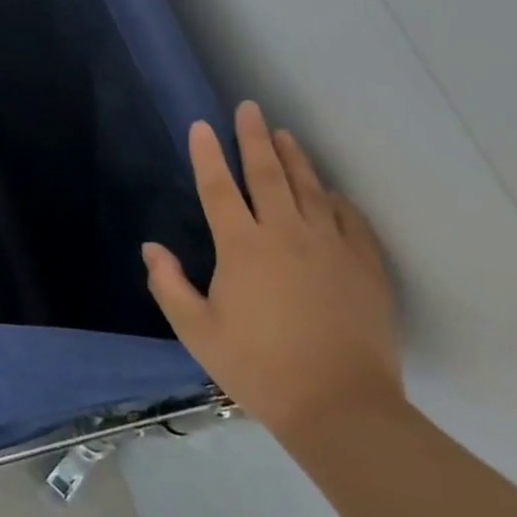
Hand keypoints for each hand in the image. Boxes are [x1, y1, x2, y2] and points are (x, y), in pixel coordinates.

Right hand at [144, 101, 403, 447]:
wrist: (342, 408)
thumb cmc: (259, 368)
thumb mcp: (198, 332)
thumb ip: (169, 286)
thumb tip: (151, 248)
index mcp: (243, 248)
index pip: (219, 188)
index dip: (207, 154)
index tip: (201, 125)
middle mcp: (287, 235)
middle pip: (268, 174)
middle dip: (254, 137)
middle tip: (250, 108)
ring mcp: (331, 248)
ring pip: (310, 189)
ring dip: (295, 158)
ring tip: (284, 133)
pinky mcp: (365, 268)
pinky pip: (351, 220)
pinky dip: (337, 200)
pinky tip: (331, 193)